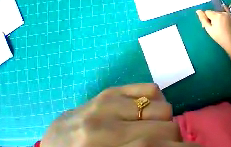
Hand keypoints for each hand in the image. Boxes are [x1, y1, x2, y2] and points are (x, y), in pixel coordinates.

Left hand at [41, 83, 196, 146]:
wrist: (56, 141)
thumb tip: (173, 145)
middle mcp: (103, 127)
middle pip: (163, 128)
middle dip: (174, 136)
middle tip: (169, 142)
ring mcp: (107, 103)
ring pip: (162, 107)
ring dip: (165, 120)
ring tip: (151, 127)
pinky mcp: (113, 89)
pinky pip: (152, 89)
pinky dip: (158, 100)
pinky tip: (146, 110)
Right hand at [196, 6, 230, 50]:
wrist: (230, 41)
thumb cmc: (218, 36)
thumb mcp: (208, 29)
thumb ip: (203, 19)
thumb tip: (198, 11)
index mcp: (216, 16)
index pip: (207, 12)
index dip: (205, 18)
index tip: (206, 24)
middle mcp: (222, 12)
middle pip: (213, 12)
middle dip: (211, 17)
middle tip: (212, 26)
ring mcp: (228, 13)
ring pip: (218, 12)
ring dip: (217, 16)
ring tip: (218, 25)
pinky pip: (226, 10)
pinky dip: (223, 11)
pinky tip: (222, 12)